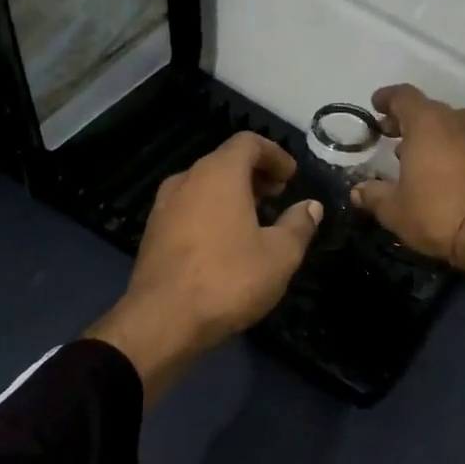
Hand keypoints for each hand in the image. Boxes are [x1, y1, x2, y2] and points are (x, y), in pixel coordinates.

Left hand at [87, 133, 322, 401]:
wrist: (163, 320)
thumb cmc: (229, 279)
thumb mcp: (280, 255)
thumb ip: (299, 224)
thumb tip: (311, 206)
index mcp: (219, 173)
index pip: (248, 143)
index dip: (275, 154)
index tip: (292, 177)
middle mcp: (187, 179)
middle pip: (224, 161)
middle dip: (255, 174)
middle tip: (278, 195)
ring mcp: (164, 206)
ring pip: (204, 185)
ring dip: (232, 194)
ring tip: (255, 219)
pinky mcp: (153, 232)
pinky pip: (189, 208)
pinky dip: (211, 211)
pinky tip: (225, 242)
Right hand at [350, 84, 464, 299]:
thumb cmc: (437, 213)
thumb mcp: (395, 210)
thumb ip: (374, 195)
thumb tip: (357, 191)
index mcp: (427, 122)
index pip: (403, 96)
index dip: (387, 99)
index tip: (376, 105)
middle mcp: (458, 119)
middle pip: (428, 111)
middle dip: (407, 122)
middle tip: (390, 136)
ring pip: (451, 127)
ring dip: (432, 137)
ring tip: (416, 158)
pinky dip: (453, 150)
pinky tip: (444, 172)